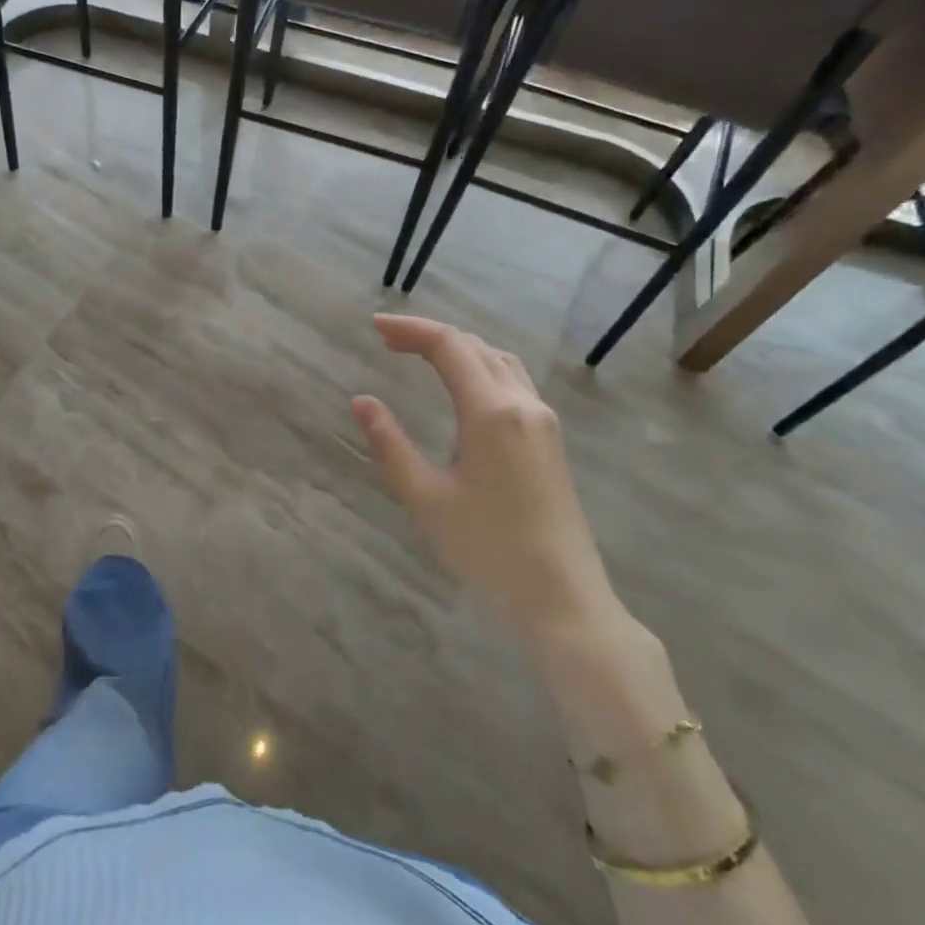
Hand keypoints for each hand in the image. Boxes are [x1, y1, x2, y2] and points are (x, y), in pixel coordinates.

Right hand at [352, 314, 620, 646]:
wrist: (562, 598)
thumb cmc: (487, 549)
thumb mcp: (425, 498)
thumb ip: (390, 444)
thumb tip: (361, 401)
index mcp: (491, 411)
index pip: (448, 347)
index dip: (409, 329)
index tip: (373, 327)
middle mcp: (522, 404)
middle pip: (475, 347)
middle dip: (430, 335)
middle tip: (387, 340)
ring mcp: (542, 421)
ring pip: (499, 361)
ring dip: (458, 349)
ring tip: (419, 355)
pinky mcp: (550, 440)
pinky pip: (513, 381)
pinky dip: (480, 367)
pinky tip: (462, 387)